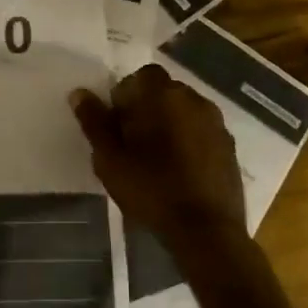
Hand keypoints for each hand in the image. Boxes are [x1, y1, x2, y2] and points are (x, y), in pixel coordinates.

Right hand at [71, 65, 249, 255]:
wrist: (206, 230)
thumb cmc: (151, 189)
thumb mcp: (110, 159)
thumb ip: (95, 122)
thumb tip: (79, 93)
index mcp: (162, 95)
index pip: (139, 77)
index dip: (125, 97)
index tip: (117, 126)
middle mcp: (193, 99)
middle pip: (163, 91)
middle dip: (146, 109)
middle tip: (131, 143)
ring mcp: (216, 123)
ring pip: (184, 111)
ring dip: (168, 124)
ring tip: (155, 159)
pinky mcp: (229, 146)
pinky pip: (201, 131)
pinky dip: (188, 141)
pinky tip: (179, 170)